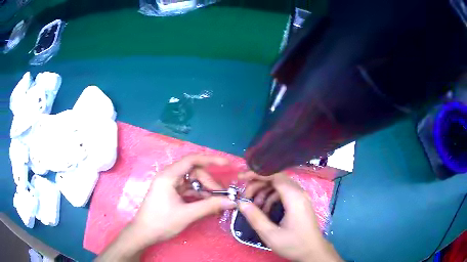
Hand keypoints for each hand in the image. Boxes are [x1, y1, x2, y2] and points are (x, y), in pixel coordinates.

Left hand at [97, 154, 236, 260]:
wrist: (144, 234)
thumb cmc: (161, 222)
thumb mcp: (187, 214)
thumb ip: (210, 206)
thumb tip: (232, 201)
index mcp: (169, 176)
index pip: (192, 160)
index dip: (210, 160)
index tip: (226, 164)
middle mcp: (169, 177)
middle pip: (194, 172)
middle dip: (209, 183)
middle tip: (222, 196)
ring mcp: (169, 185)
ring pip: (192, 182)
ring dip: (205, 190)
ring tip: (217, 202)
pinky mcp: (171, 194)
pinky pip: (188, 190)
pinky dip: (198, 196)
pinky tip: (208, 205)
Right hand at [238, 172, 341, 261]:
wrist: (313, 252)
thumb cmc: (294, 244)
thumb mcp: (270, 234)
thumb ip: (255, 217)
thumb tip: (241, 202)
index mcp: (294, 197)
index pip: (274, 176)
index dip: (257, 174)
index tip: (241, 178)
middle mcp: (300, 193)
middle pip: (276, 179)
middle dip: (258, 184)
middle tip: (245, 197)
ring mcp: (301, 197)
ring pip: (279, 186)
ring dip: (264, 193)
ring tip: (254, 206)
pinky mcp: (301, 203)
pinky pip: (284, 194)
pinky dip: (272, 198)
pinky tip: (265, 211)